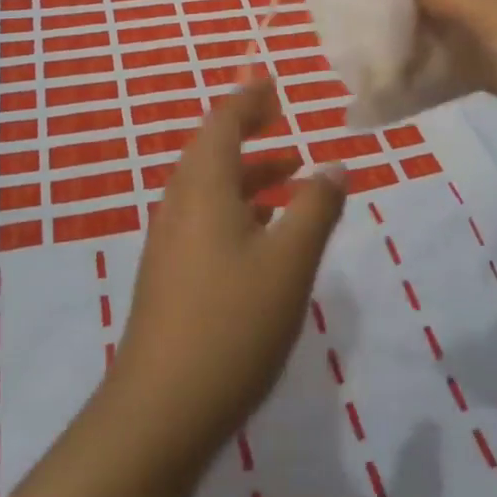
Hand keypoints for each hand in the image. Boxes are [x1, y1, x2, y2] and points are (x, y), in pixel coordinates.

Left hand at [107, 78, 347, 471]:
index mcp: (203, 186)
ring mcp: (170, 240)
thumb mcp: (289, 262)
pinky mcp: (170, 274)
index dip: (248, 98)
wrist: (160, 412)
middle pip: (212, 148)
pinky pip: (206, 216)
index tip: (274, 84)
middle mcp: (180, 202)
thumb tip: (336, 166)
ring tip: (290, 174)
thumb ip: (316, 208)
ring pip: (210, 186)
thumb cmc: (232, 323)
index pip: (222, 120)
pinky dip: (238, 206)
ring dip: (248, 172)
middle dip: (248, 130)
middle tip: (283, 119)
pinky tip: (265, 233)